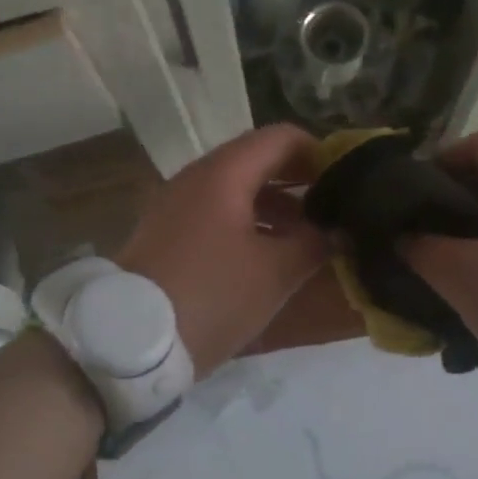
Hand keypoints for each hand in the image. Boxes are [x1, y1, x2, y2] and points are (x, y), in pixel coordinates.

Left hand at [119, 124, 330, 375]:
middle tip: (332, 211)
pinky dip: (248, 223)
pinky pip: (216, 214)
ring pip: (236, 190)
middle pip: (258, 161)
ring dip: (275, 207)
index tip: (347, 184)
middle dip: (299, 182)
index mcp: (224, 174)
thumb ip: (314, 242)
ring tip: (306, 238)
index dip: (320, 153)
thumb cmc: (212, 296)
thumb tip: (337, 229)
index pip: (282, 138)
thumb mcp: (276, 273)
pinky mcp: (166, 234)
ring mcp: (176, 205)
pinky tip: (267, 256)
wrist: (130, 341)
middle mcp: (196, 178)